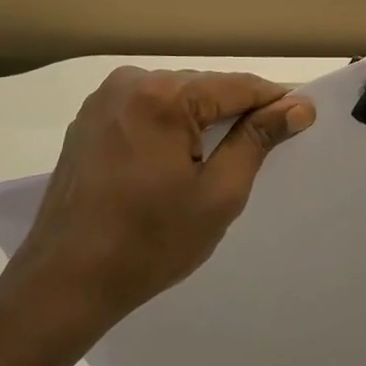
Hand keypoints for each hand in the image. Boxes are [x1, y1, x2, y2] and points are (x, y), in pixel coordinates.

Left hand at [13, 67, 314, 330]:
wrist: (62, 283)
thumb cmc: (148, 243)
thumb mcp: (218, 195)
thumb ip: (257, 141)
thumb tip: (297, 106)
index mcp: (164, 96)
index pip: (238, 85)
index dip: (275, 101)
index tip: (303, 119)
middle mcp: (131, 82)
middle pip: (205, 88)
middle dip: (235, 114)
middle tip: (261, 152)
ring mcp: (105, 99)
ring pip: (176, 98)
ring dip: (201, 121)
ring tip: (217, 162)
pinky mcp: (89, 120)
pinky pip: (147, 110)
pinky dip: (170, 128)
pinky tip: (174, 163)